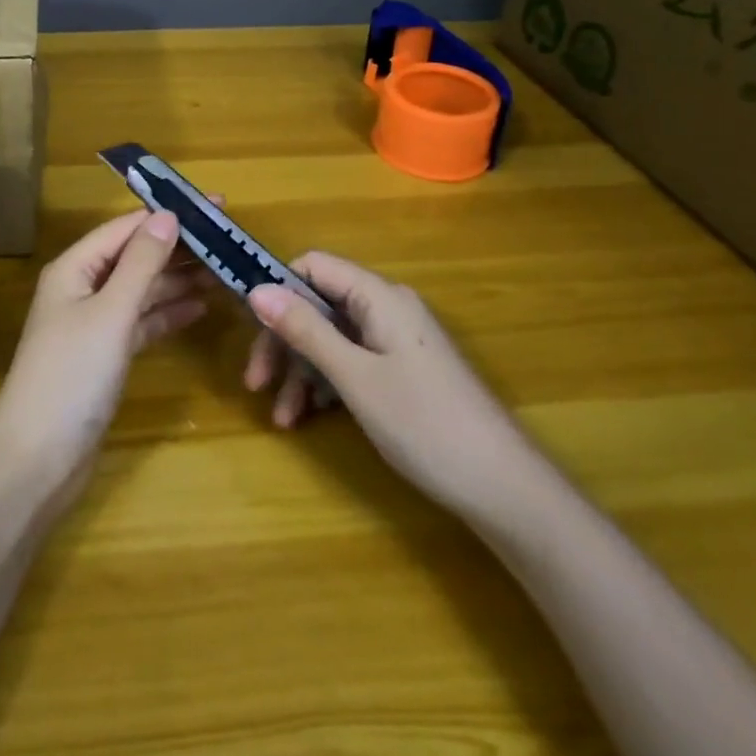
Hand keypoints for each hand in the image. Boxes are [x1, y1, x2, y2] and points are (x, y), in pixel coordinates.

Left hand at [0, 210, 211, 500]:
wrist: (38, 459)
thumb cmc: (72, 375)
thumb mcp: (110, 312)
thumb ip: (141, 263)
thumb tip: (168, 215)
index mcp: (75, 268)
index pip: (126, 228)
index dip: (169, 215)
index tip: (215, 207)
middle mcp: (83, 288)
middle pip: (136, 257)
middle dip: (179, 249)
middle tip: (229, 242)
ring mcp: (94, 323)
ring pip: (142, 290)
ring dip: (179, 281)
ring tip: (224, 272)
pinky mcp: (105, 355)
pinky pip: (142, 322)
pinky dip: (168, 314)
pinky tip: (201, 308)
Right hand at [246, 252, 528, 510]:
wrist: (504, 489)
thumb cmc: (424, 424)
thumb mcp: (354, 377)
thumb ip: (305, 330)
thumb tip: (256, 289)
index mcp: (379, 297)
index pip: (314, 266)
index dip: (278, 289)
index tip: (251, 327)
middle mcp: (387, 308)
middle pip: (319, 305)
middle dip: (284, 341)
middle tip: (256, 383)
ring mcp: (396, 341)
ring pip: (332, 338)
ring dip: (301, 371)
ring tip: (282, 417)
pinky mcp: (403, 371)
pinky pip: (352, 361)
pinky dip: (327, 384)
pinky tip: (310, 416)